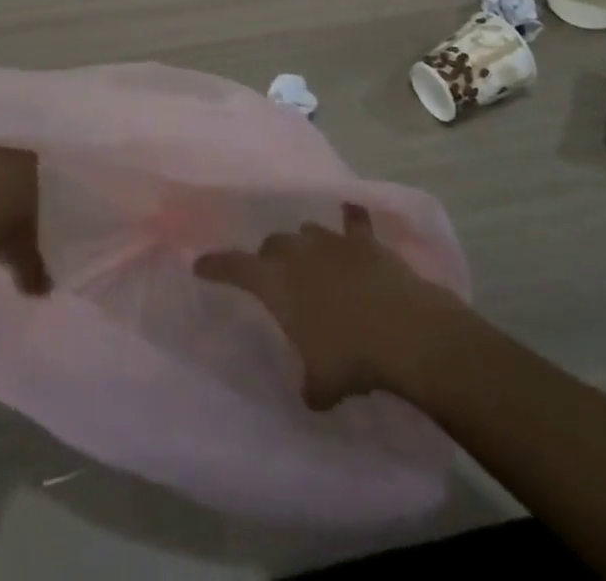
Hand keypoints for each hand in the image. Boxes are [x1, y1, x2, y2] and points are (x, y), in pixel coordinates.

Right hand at [194, 203, 465, 408]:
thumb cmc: (351, 356)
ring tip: (310, 257)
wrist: (403, 329)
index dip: (218, 265)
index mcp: (277, 283)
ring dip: (304, 243)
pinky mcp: (366, 241)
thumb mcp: (322, 383)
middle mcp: (299, 252)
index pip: (236, 267)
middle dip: (269, 256)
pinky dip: (351, 218)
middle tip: (273, 275)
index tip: (201, 263)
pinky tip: (351, 213)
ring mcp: (333, 241)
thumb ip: (311, 384)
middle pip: (273, 243)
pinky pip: (354, 220)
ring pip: (308, 230)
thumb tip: (313, 393)